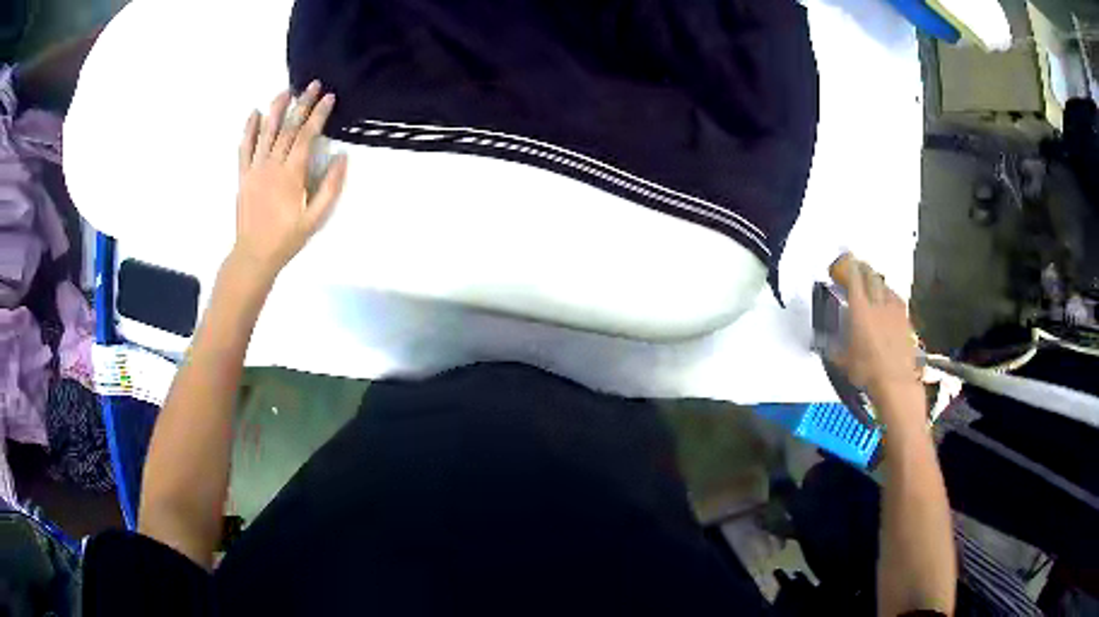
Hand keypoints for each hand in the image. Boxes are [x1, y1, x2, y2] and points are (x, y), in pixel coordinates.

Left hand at [233, 81, 347, 279]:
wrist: (253, 255)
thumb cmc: (287, 239)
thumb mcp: (316, 218)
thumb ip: (330, 187)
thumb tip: (342, 157)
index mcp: (291, 174)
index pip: (306, 135)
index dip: (319, 114)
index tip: (329, 97)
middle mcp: (272, 165)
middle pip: (288, 127)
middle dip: (302, 104)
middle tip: (312, 85)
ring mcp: (255, 169)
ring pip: (266, 132)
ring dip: (276, 108)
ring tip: (286, 90)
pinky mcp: (243, 175)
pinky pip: (244, 148)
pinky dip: (249, 129)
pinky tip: (254, 113)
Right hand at [835, 260, 920, 412]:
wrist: (895, 381)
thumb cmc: (867, 371)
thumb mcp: (843, 361)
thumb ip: (834, 347)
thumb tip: (825, 343)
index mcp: (860, 311)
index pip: (854, 280)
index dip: (849, 267)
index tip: (847, 259)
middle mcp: (877, 304)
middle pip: (872, 277)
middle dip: (864, 268)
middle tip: (860, 265)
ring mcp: (894, 311)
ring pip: (886, 286)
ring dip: (878, 281)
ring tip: (874, 281)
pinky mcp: (905, 320)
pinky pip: (897, 299)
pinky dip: (891, 295)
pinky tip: (890, 299)